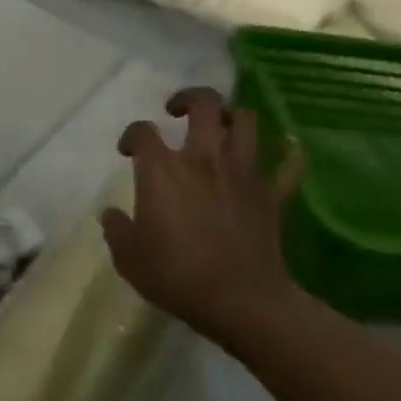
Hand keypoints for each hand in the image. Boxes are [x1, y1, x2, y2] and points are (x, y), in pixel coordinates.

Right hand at [99, 86, 305, 352]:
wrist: (240, 301)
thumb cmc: (177, 276)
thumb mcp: (129, 259)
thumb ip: (117, 230)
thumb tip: (110, 215)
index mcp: (163, 170)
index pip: (142, 131)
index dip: (131, 135)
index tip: (128, 151)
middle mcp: (203, 158)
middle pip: (203, 104)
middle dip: (189, 98)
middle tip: (178, 112)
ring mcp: (242, 172)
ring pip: (245, 122)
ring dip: (232, 118)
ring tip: (221, 129)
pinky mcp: (271, 194)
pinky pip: (288, 166)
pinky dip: (289, 154)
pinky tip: (287, 149)